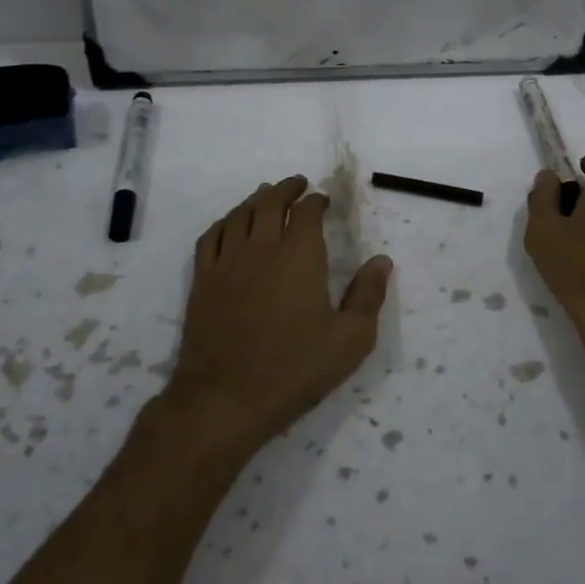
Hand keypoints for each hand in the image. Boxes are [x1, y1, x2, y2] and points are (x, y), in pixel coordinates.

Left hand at [169, 177, 393, 448]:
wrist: (226, 398)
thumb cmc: (295, 369)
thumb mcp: (350, 339)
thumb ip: (368, 295)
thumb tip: (382, 260)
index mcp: (300, 256)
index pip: (306, 212)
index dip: (316, 200)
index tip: (324, 200)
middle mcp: (261, 248)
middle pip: (269, 203)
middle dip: (286, 189)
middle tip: (297, 185)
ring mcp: (226, 263)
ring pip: (239, 215)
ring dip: (255, 200)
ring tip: (265, 196)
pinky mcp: (202, 282)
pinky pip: (210, 237)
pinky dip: (224, 222)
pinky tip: (230, 225)